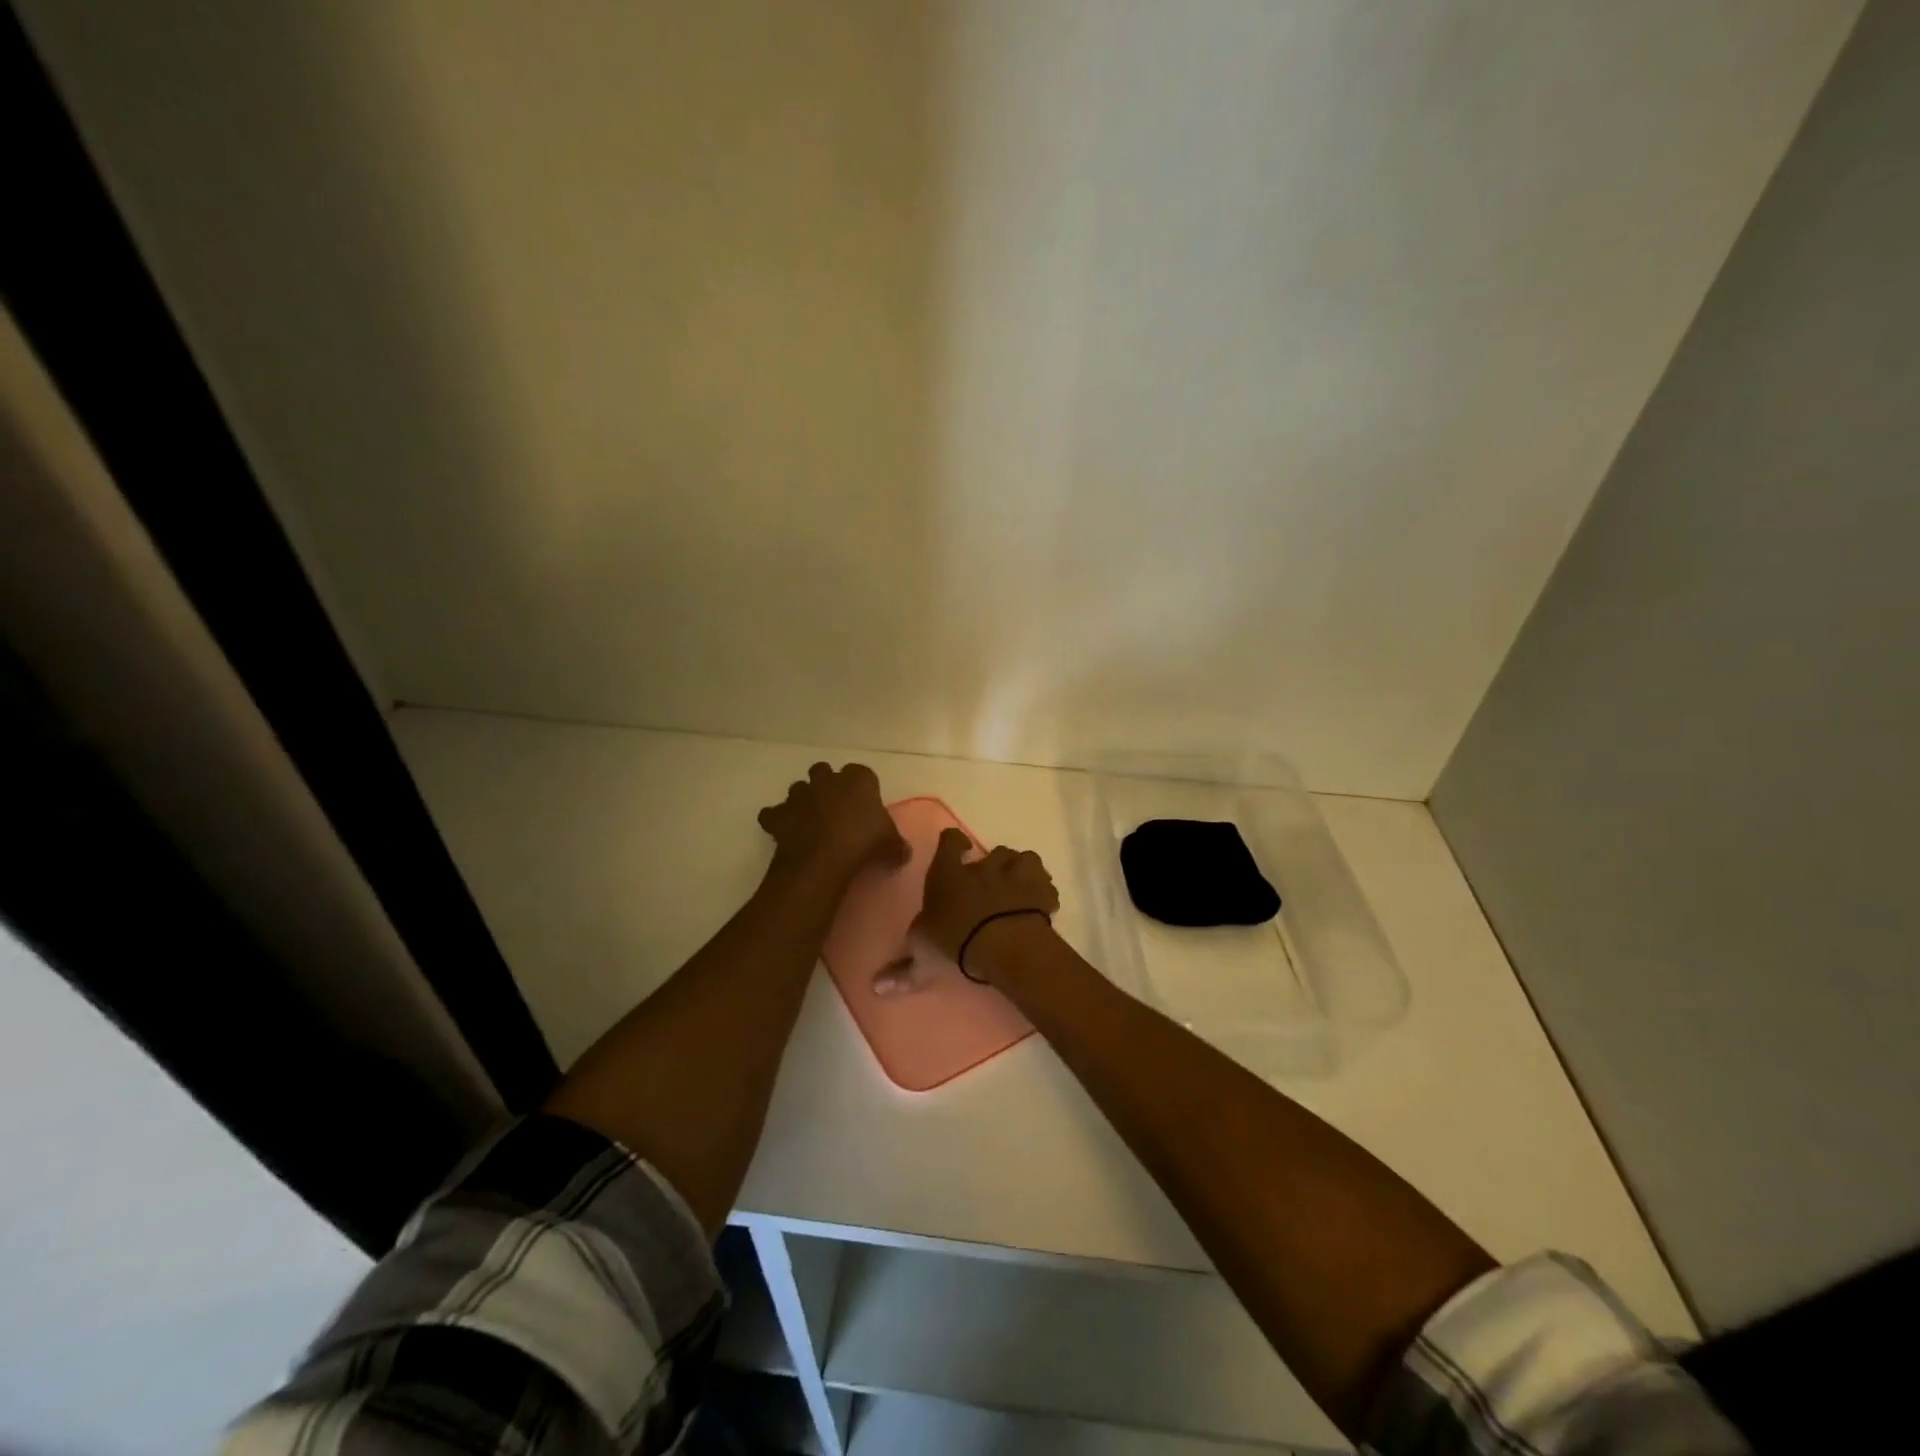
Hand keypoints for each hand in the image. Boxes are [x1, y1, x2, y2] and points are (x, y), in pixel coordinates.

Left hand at [758, 762, 906, 882]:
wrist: (822, 859)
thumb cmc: (863, 843)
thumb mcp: (891, 845)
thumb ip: (897, 844)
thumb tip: (903, 853)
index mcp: (858, 779)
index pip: (862, 773)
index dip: (862, 788)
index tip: (865, 806)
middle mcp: (827, 779)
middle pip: (824, 771)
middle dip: (827, 785)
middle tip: (835, 809)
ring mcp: (799, 794)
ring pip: (798, 788)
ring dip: (803, 800)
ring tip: (810, 821)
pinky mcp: (778, 814)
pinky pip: (773, 813)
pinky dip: (777, 820)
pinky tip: (784, 833)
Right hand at [910, 829, 1058, 977]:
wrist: (1004, 943)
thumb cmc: (956, 939)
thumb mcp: (923, 952)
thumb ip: (904, 964)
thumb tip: (876, 986)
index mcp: (950, 873)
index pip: (950, 842)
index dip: (953, 842)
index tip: (957, 847)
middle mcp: (984, 866)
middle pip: (993, 852)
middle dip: (993, 864)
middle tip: (990, 884)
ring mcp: (1016, 875)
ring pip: (1023, 859)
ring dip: (1021, 871)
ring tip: (1018, 890)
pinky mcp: (1041, 890)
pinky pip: (1045, 884)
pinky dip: (1043, 892)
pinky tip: (1040, 905)